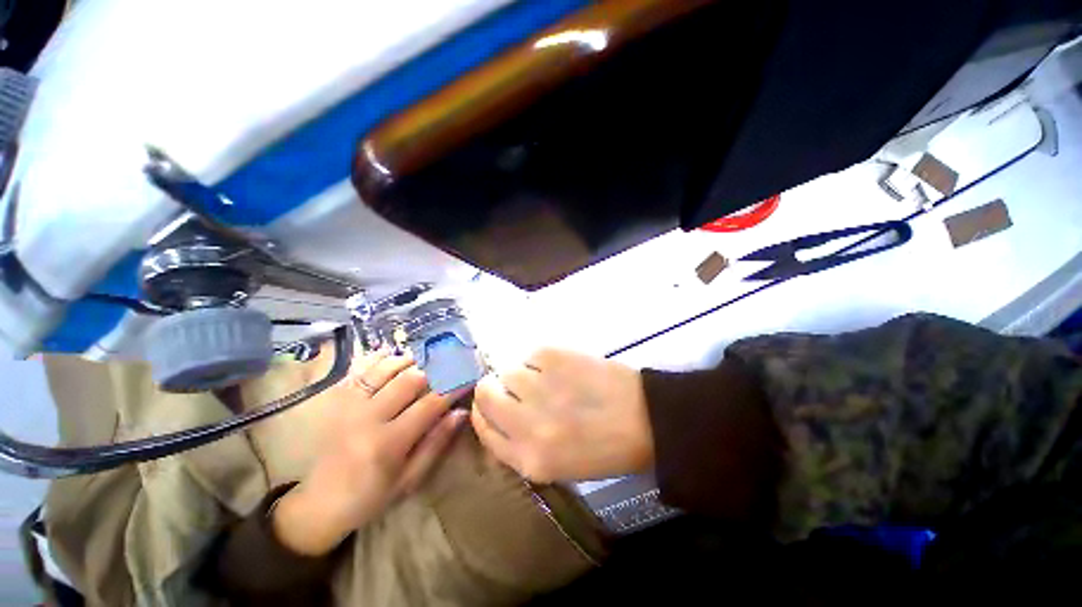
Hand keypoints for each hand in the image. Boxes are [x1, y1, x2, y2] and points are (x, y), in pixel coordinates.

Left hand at [273, 350, 467, 555]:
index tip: (470, 375)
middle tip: (452, 361)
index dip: (454, 386)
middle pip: (410, 379)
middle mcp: (368, 418)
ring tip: (427, 358)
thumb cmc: (371, 496)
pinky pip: (360, 369)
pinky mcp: (337, 400)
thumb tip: (461, 412)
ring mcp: (349, 405)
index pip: (430, 404)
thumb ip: (436, 443)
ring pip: (386, 368)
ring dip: (410, 359)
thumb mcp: (409, 479)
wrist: (319, 503)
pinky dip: (379, 358)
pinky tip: (394, 354)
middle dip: (436, 368)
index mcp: (388, 443)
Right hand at [471, 348, 652, 482]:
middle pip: (485, 392)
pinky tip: (562, 369)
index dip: (483, 413)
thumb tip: (498, 415)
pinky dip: (540, 361)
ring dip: (522, 374)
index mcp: (528, 459)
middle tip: (514, 387)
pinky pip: (531, 355)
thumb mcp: (556, 465)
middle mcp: (527, 423)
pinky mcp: (555, 357)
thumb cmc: (604, 448)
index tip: (490, 404)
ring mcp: (541, 386)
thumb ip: (519, 445)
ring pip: (507, 370)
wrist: (645, 419)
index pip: (483, 429)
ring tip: (547, 379)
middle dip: (493, 388)